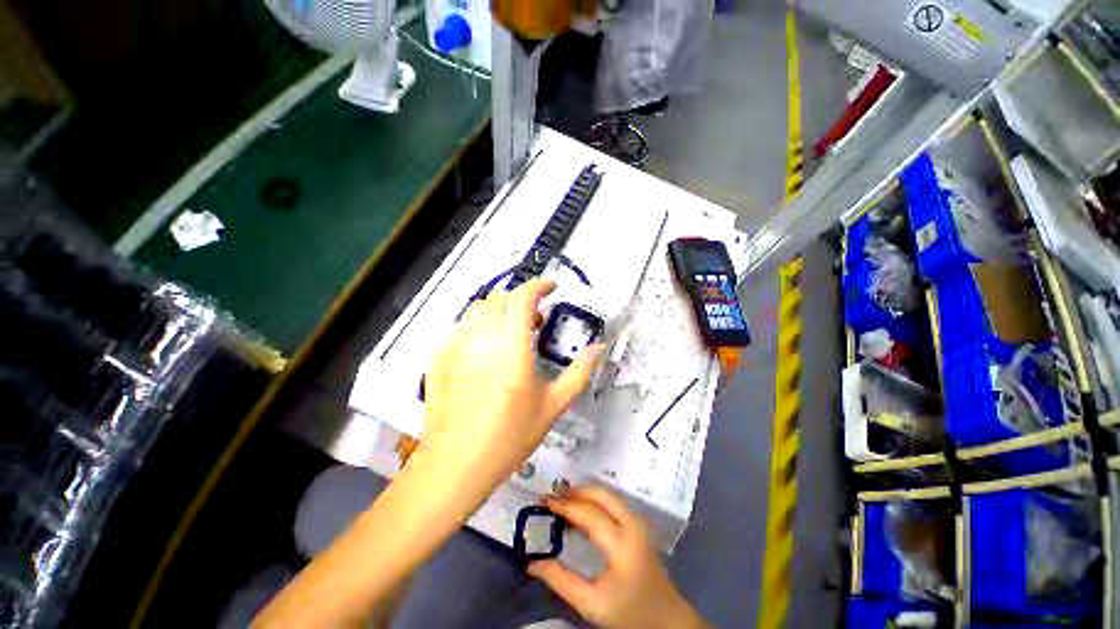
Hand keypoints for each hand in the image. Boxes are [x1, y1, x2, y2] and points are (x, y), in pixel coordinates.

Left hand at [420, 278, 601, 488]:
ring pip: (479, 309)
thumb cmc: (510, 436)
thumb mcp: (553, 405)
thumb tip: (599, 348)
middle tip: (535, 323)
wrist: (455, 464)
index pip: (523, 297)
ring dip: (500, 312)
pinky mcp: (438, 356)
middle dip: (522, 302)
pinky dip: (480, 326)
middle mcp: (481, 338)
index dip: (539, 285)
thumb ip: (579, 372)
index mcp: (512, 348)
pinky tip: (486, 352)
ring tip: (511, 335)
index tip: (552, 287)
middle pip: (501, 298)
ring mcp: (455, 345)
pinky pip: (462, 326)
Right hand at [528, 487, 708, 628]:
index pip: (590, 514)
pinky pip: (613, 502)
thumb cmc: (629, 614)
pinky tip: (581, 510)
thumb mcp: (592, 605)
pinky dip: (594, 500)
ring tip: (562, 501)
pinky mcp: (638, 524)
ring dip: (584, 493)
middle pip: (602, 494)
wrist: (667, 620)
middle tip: (552, 497)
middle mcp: (632, 525)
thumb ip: (561, 582)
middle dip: (575, 491)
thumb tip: (532, 562)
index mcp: (622, 545)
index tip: (543, 501)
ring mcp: (638, 522)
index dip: (565, 505)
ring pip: (608, 494)